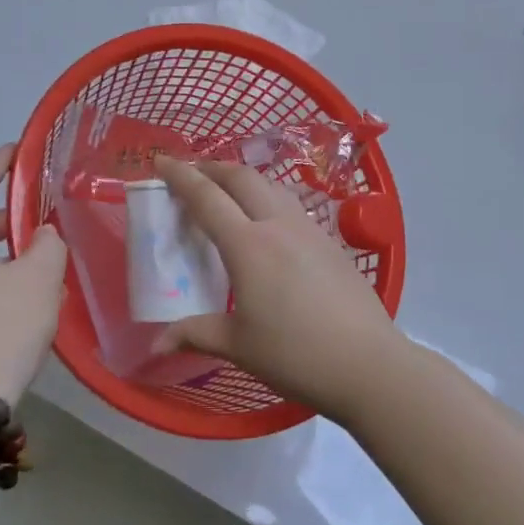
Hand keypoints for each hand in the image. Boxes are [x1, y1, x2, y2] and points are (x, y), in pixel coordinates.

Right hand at [150, 157, 408, 418]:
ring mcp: (310, 230)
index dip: (181, 176)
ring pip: (272, 186)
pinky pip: (292, 205)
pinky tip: (269, 222)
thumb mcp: (238, 346)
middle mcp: (278, 225)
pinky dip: (269, 198)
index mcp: (248, 246)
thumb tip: (155, 343)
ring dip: (244, 179)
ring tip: (228, 191)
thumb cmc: (295, 355)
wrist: (367, 363)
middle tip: (192, 173)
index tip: (161, 161)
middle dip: (213, 168)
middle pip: (242, 178)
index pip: (207, 197)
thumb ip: (195, 334)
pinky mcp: (331, 242)